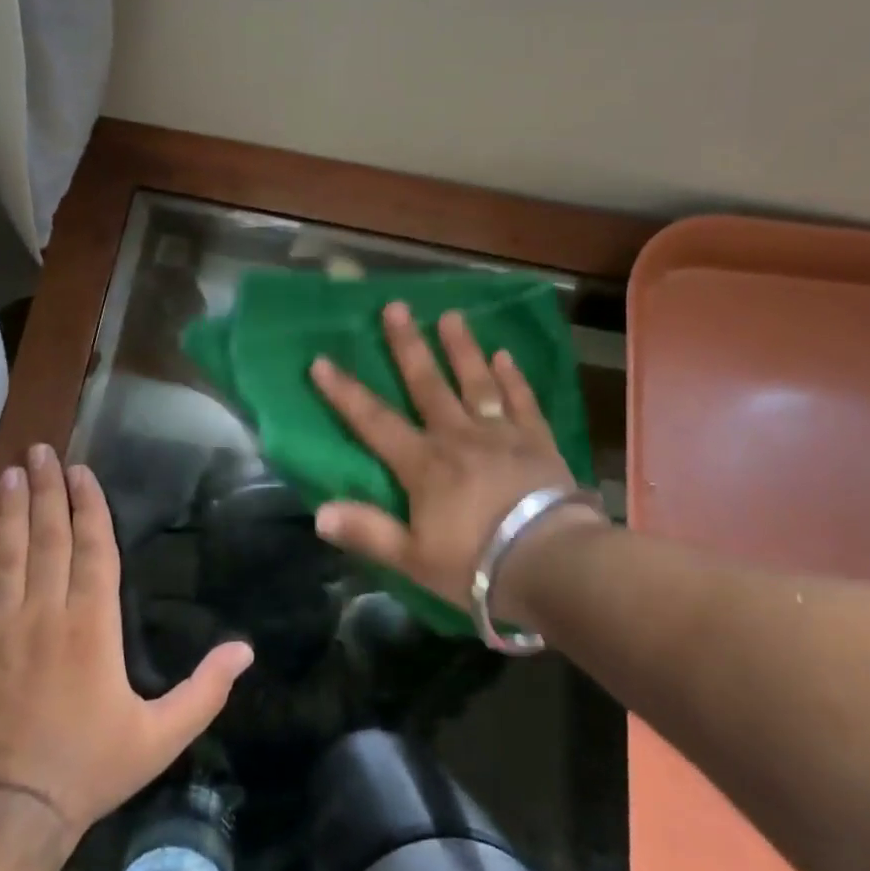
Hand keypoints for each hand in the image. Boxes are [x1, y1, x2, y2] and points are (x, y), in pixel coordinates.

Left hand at [0, 444, 253, 843]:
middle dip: (46, 489)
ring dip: (10, 509)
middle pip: (48, 537)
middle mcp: (46, 613)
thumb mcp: (161, 736)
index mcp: (93, 624)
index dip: (87, 505)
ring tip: (11, 471)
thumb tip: (246, 651)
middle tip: (40, 450)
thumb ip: (205, 691)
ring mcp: (2, 627)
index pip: (93, 548)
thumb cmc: (90, 767)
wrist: (9, 813)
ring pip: (8, 553)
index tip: (80, 471)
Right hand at [309, 303, 605, 619]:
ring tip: (452, 316)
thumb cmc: (475, 563)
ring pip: (476, 382)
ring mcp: (500, 434)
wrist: (551, 562)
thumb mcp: (413, 557)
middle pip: (427, 384)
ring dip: (462, 348)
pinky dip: (513, 378)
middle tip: (396, 307)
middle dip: (408, 346)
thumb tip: (319, 513)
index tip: (321, 361)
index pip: (374, 421)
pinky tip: (506, 355)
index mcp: (423, 464)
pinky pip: (522, 402)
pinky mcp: (537, 441)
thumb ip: (367, 531)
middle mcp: (458, 436)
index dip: (345, 392)